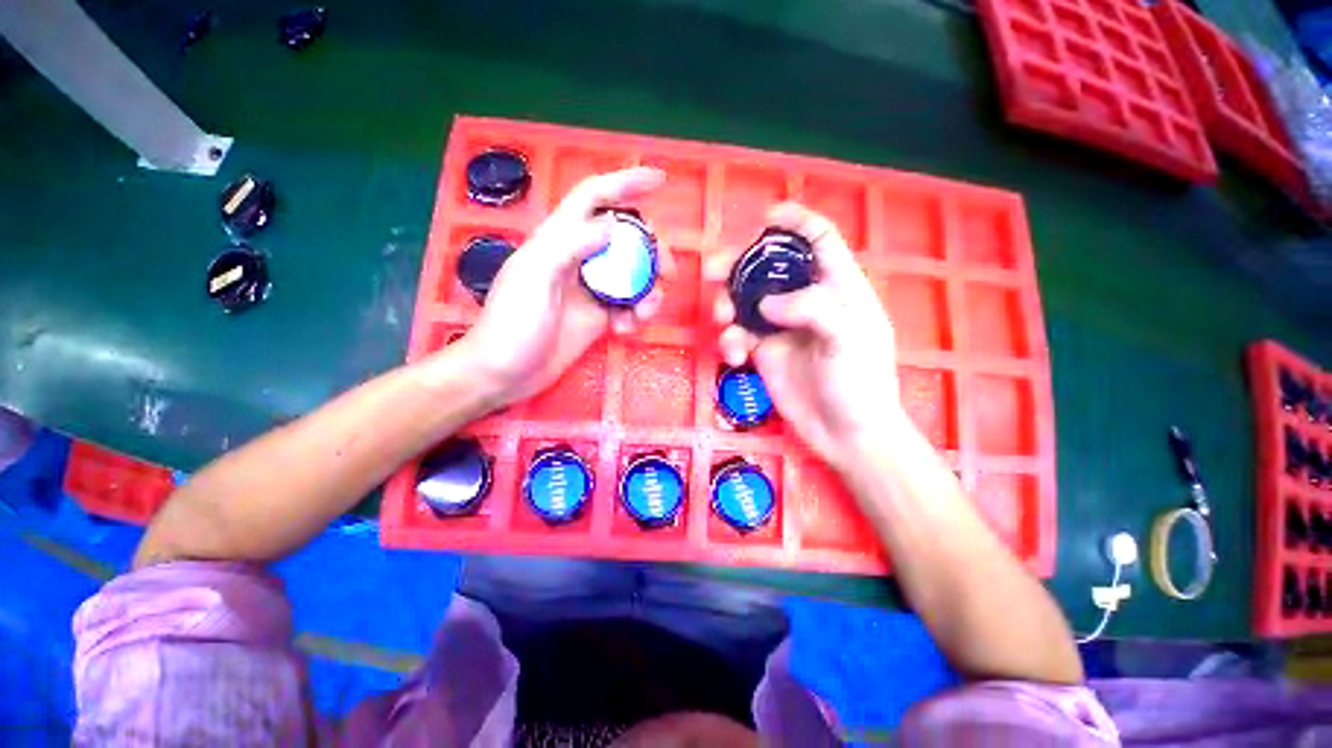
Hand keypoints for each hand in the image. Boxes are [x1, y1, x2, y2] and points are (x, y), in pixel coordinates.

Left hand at [452, 167, 667, 408]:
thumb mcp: (536, 277)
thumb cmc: (513, 323)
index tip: (659, 180)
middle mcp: (578, 259)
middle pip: (624, 240)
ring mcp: (590, 290)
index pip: (593, 198)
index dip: (625, 183)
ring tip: (646, 311)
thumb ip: (571, 246)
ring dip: (648, 290)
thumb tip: (614, 226)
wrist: (504, 374)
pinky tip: (627, 329)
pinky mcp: (598, 317)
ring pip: (632, 276)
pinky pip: (627, 306)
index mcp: (559, 240)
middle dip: (651, 251)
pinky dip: (635, 315)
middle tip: (668, 271)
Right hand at [707, 203, 907, 470]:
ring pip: (746, 300)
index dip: (796, 222)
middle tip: (712, 271)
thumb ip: (811, 309)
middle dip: (739, 265)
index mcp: (837, 288)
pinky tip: (734, 357)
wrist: (846, 434)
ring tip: (723, 320)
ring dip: (727, 305)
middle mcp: (806, 302)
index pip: (819, 240)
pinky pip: (738, 335)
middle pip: (769, 268)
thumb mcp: (847, 339)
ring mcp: (782, 327)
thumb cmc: (860, 384)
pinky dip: (730, 341)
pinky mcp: (764, 352)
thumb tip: (766, 303)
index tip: (767, 216)